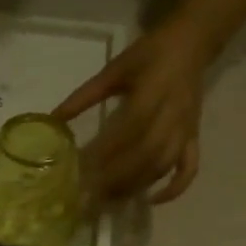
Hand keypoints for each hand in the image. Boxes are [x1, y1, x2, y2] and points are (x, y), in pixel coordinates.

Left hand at [54, 19, 211, 203]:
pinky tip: (151, 200)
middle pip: (146, 154)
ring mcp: (186, 129)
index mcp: (153, 93)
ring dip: (136, 185)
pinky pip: (189, 167)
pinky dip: (174, 188)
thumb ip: (83, 97)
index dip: (106, 152)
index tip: (80, 169)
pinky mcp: (193, 137)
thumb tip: (52, 121)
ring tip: (108, 202)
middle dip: (117, 178)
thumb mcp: (114, 70)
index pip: (129, 129)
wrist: (193, 43)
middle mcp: (173, 115)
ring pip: (163, 165)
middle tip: (90, 197)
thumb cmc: (149, 54)